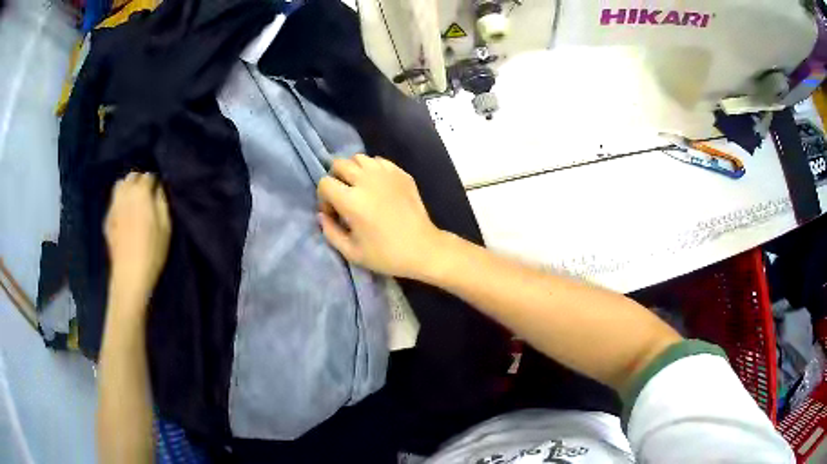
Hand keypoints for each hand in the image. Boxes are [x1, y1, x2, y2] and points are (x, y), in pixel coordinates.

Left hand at [105, 172, 170, 302]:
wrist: (130, 275)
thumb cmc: (152, 251)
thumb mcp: (166, 226)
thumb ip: (162, 202)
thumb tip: (158, 189)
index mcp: (140, 193)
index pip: (148, 176)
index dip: (155, 183)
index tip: (159, 194)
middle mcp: (125, 194)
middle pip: (132, 177)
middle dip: (139, 182)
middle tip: (147, 196)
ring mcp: (113, 207)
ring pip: (119, 186)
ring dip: (127, 189)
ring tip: (134, 202)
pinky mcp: (107, 220)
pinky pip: (114, 202)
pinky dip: (120, 202)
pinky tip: (125, 215)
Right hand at [317, 155, 445, 278]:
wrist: (423, 249)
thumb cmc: (386, 255)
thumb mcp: (351, 252)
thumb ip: (330, 231)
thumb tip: (322, 214)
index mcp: (351, 200)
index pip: (325, 183)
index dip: (324, 197)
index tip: (334, 212)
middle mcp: (366, 180)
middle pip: (339, 164)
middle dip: (336, 178)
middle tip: (344, 196)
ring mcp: (386, 173)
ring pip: (359, 158)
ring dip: (354, 170)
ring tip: (360, 188)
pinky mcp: (401, 173)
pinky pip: (379, 161)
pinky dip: (372, 169)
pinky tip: (378, 186)